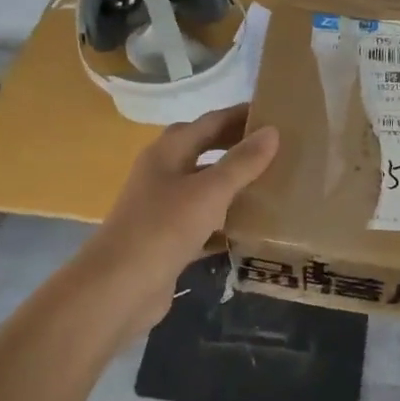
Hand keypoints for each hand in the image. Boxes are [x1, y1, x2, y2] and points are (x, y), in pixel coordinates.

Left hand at [78, 105, 279, 335]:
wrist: (119, 287)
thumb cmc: (163, 228)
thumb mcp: (209, 191)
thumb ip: (241, 163)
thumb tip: (272, 131)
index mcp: (167, 153)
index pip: (209, 122)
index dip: (240, 115)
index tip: (276, 113)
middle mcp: (163, 175)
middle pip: (205, 153)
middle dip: (238, 149)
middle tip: (280, 150)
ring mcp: (165, 210)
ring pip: (206, 190)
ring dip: (235, 187)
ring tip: (275, 185)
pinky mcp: (170, 242)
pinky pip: (205, 225)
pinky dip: (227, 224)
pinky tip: (255, 230)